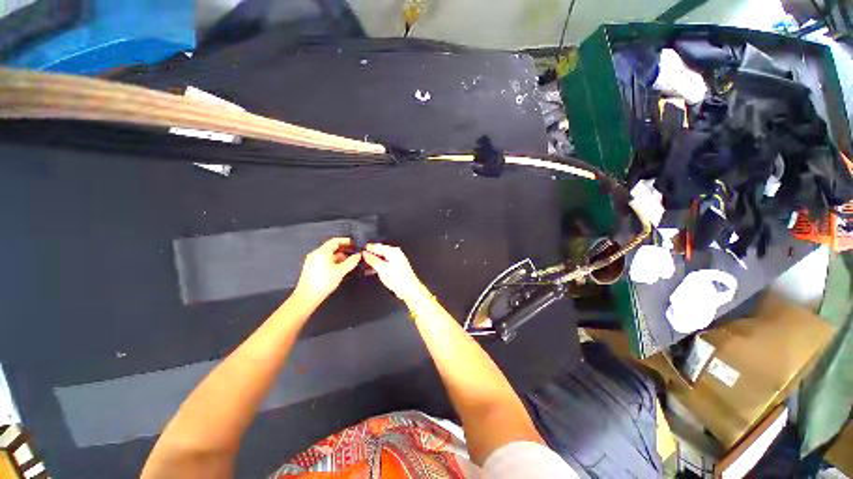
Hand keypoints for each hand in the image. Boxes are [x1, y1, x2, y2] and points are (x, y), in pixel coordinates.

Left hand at [293, 237, 360, 304]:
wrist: (307, 297)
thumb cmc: (324, 282)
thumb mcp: (341, 271)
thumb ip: (351, 261)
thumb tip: (358, 255)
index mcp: (322, 252)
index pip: (335, 241)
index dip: (346, 241)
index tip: (354, 243)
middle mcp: (316, 254)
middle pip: (331, 247)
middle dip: (343, 248)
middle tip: (353, 252)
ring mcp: (312, 260)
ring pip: (328, 254)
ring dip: (339, 255)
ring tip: (349, 260)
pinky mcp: (311, 267)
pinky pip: (324, 259)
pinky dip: (333, 260)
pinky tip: (339, 267)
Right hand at [362, 243, 426, 302]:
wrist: (408, 289)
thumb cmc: (399, 279)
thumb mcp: (381, 268)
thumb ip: (372, 260)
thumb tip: (365, 254)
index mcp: (393, 251)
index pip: (377, 246)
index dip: (367, 249)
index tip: (359, 251)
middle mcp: (395, 254)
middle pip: (379, 251)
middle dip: (370, 255)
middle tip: (360, 258)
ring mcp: (396, 260)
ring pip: (381, 258)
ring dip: (373, 261)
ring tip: (364, 265)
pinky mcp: (395, 267)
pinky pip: (384, 263)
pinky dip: (377, 266)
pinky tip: (371, 270)